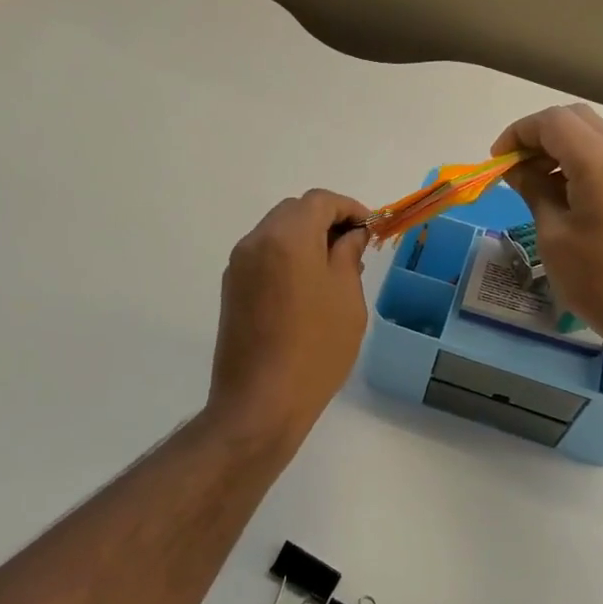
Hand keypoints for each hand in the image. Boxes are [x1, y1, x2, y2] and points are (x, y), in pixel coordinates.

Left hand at [208, 189, 371, 447]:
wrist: (261, 402)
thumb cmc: (316, 349)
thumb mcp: (346, 298)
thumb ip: (348, 255)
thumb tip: (351, 235)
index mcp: (287, 237)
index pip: (320, 201)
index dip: (349, 208)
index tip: (370, 229)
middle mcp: (256, 242)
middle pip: (294, 212)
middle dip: (326, 221)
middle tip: (354, 248)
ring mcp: (238, 266)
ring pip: (276, 233)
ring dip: (305, 239)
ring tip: (333, 270)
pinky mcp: (232, 290)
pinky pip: (264, 257)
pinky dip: (287, 258)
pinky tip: (307, 289)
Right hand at [494, 104, 602, 362]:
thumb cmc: (599, 281)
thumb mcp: (554, 236)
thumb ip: (534, 191)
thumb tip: (517, 169)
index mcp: (601, 163)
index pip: (554, 122)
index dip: (519, 133)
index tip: (497, 161)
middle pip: (577, 120)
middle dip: (540, 135)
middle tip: (515, 168)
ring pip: (595, 139)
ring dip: (561, 150)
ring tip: (534, 185)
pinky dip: (581, 166)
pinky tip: (564, 199)